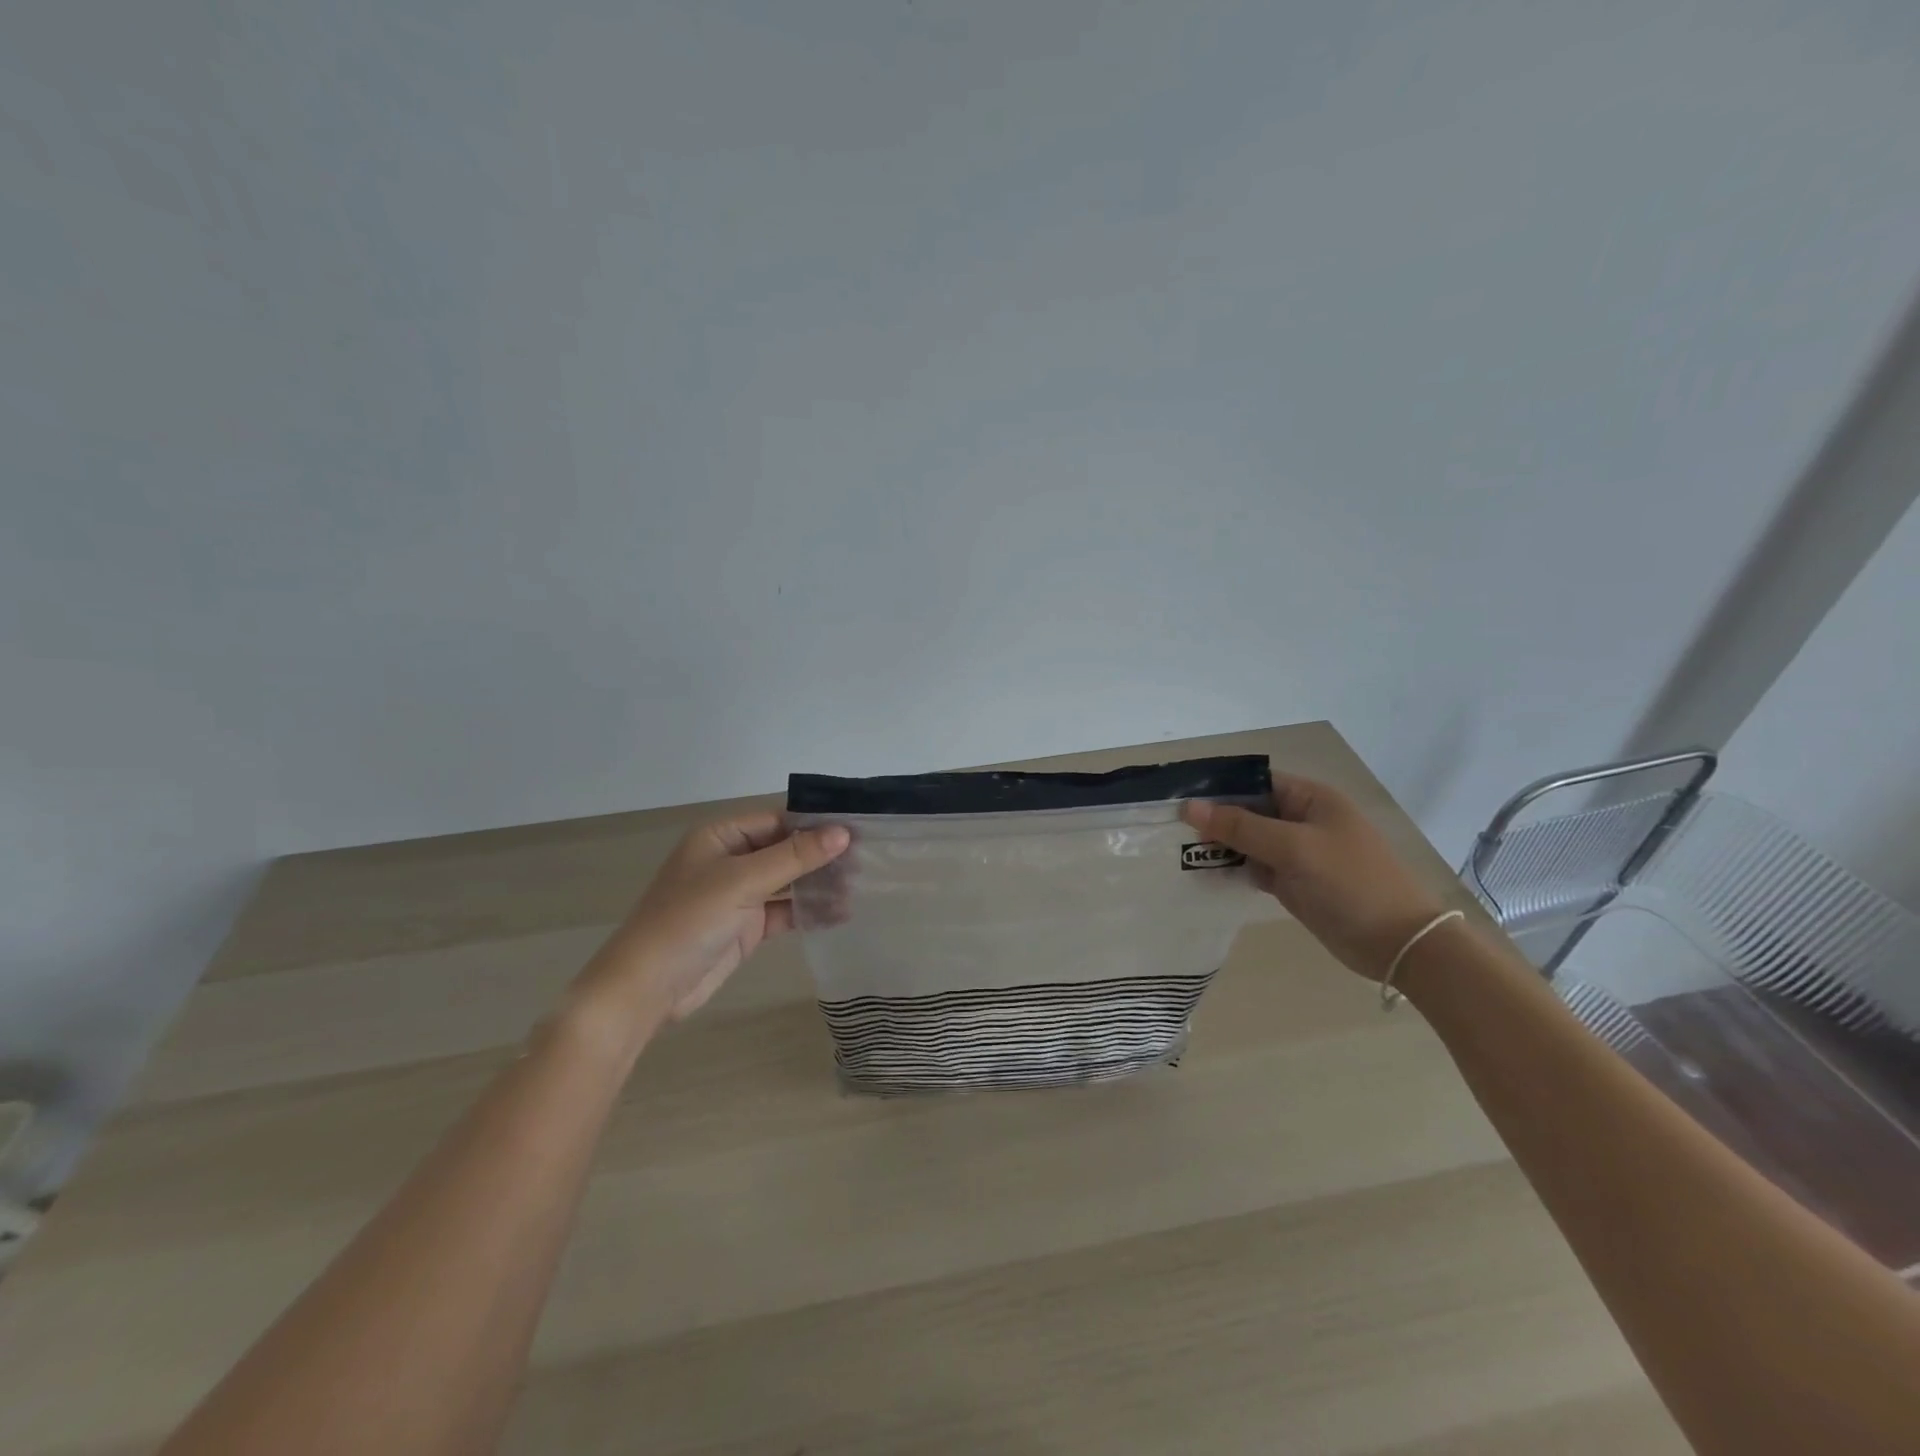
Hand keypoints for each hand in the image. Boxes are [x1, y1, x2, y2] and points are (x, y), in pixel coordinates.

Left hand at [566, 812, 850, 1046]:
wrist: (647, 988)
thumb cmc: (689, 920)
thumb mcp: (743, 881)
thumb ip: (795, 856)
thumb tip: (842, 832)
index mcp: (721, 837)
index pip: (777, 820)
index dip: (815, 824)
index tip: (858, 829)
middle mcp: (730, 860)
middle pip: (785, 849)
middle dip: (821, 855)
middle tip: (866, 860)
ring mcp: (738, 895)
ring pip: (787, 881)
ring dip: (818, 884)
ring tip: (860, 886)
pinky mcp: (745, 927)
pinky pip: (784, 911)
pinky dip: (809, 911)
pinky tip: (840, 913)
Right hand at [1181, 775, 1447, 980]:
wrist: (1398, 943)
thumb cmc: (1350, 882)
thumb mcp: (1293, 848)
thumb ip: (1240, 827)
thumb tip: (1189, 807)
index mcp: (1310, 799)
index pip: (1256, 782)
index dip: (1220, 788)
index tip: (1180, 800)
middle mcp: (1302, 821)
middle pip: (1248, 811)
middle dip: (1215, 819)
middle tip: (1172, 830)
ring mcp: (1297, 854)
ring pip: (1248, 842)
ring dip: (1220, 846)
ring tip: (1180, 852)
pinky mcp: (1293, 883)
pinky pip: (1253, 868)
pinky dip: (1232, 870)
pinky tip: (1204, 874)